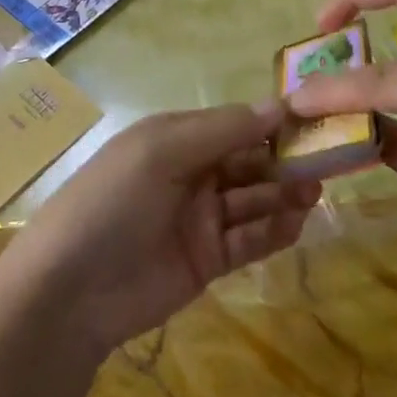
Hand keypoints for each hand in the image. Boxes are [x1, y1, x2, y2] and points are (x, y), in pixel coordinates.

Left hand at [2, 102, 319, 357]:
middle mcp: (191, 172)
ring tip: (316, 191)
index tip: (313, 121)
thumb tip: (278, 105)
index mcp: (176, 137)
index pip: (233, 123)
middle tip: (326, 161)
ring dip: (283, 193)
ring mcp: (199, 217)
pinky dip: (274, 230)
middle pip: (248, 160)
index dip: (270, 122)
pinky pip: (248, 239)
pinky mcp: (207, 260)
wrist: (69, 290)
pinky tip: (298, 222)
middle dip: (283, 159)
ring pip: (253, 198)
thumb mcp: (162, 152)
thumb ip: (222, 130)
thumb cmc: (112, 200)